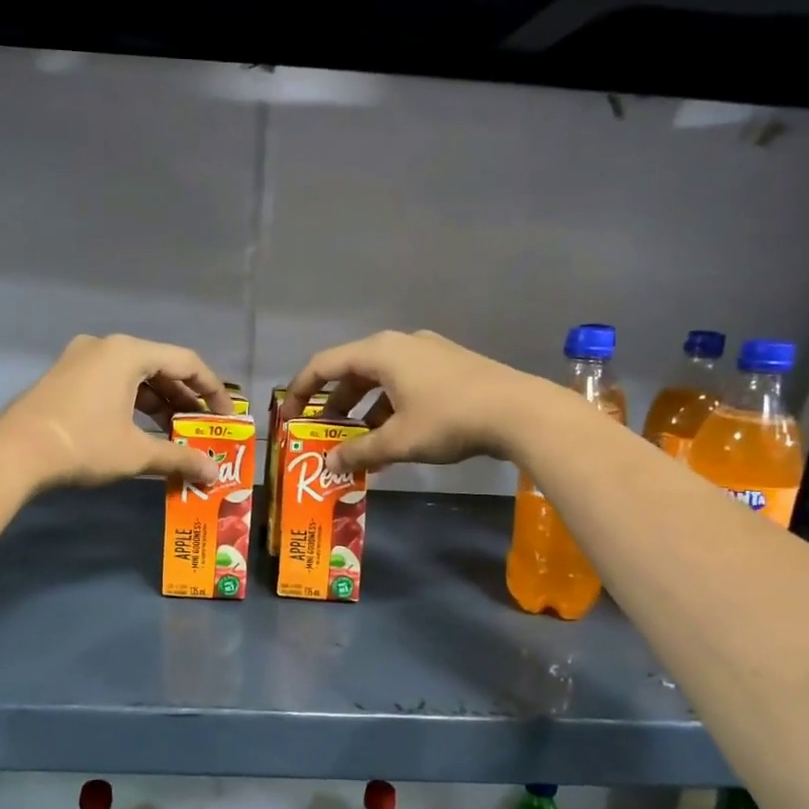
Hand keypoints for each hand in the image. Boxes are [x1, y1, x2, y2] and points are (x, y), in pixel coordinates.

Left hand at [0, 334, 230, 490]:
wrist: (13, 453)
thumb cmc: (83, 444)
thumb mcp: (137, 453)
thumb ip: (180, 457)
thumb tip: (214, 474)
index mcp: (128, 352)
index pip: (186, 363)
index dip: (213, 391)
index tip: (227, 417)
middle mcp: (106, 346)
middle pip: (161, 368)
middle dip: (186, 401)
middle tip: (204, 430)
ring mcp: (81, 359)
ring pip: (135, 378)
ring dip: (160, 405)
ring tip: (177, 436)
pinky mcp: (66, 377)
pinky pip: (113, 384)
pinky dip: (134, 405)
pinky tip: (143, 432)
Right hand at [281, 330, 537, 473]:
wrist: (519, 411)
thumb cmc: (448, 420)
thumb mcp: (398, 441)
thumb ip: (359, 452)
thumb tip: (328, 465)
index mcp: (380, 352)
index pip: (324, 364)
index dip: (301, 391)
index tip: (289, 418)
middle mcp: (400, 343)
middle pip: (352, 370)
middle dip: (334, 404)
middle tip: (322, 433)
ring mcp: (427, 352)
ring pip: (381, 379)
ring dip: (363, 409)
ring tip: (359, 443)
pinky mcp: (449, 365)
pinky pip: (405, 383)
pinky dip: (389, 407)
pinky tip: (394, 438)